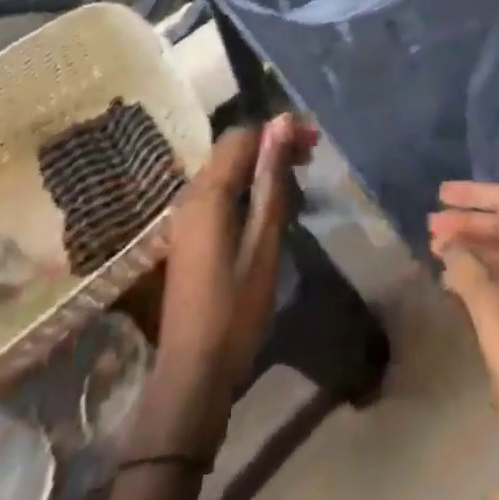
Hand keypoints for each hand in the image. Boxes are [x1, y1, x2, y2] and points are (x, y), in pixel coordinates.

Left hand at [157, 113, 317, 387]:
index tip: (314, 141)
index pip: (242, 136)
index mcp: (208, 193)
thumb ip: (271, 180)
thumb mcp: (264, 242)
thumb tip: (281, 123)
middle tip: (310, 155)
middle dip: (271, 143)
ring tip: (297, 175)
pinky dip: (245, 184)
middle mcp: (190, 194)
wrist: (191, 376)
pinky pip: (218, 190)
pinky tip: (268, 203)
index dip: (278, 130)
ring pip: (225, 169)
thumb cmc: (235, 310)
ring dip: (260, 163)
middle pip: (232, 149)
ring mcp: (184, 216)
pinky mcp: (187, 234)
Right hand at [431, 182, 498, 499]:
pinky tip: (453, 284)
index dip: (473, 194)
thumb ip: (464, 265)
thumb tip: (448, 244)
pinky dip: (481, 274)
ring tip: (435, 252)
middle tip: (430, 226)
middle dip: (466, 222)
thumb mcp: (486, 303)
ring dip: (471, 248)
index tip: (441, 195)